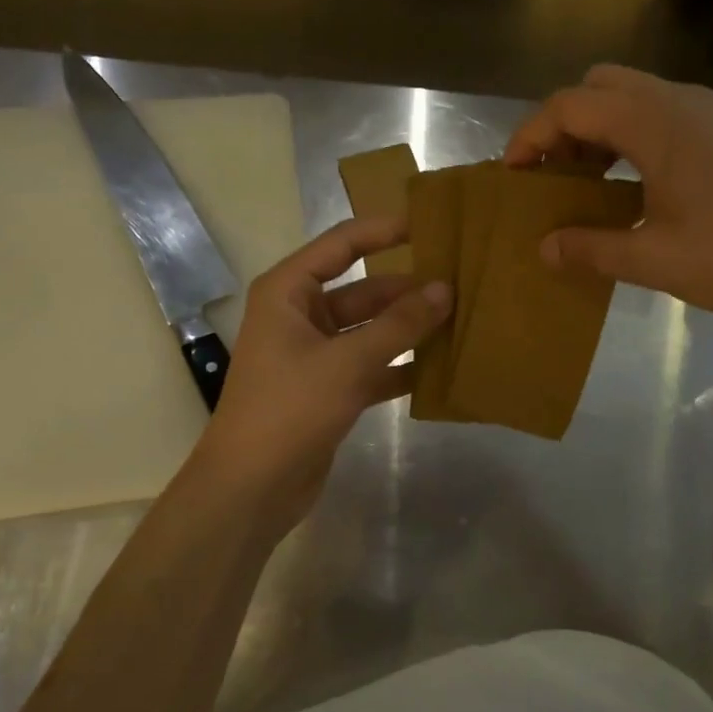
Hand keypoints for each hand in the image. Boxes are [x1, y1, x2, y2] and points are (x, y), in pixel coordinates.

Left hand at [194, 216, 450, 522]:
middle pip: (363, 289)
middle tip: (462, 283)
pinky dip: (401, 366)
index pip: (343, 244)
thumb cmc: (289, 410)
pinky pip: (372, 365)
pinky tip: (442, 366)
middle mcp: (300, 315)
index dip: (386, 230)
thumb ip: (399, 325)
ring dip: (409, 328)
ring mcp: (315, 354)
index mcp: (289, 292)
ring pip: (371, 329)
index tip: (432, 223)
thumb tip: (445, 289)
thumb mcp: (348, 362)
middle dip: (408, 289)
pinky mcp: (330, 389)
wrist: (251, 488)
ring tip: (461, 319)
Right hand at [504, 65, 712, 330]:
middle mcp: (676, 101)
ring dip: (596, 130)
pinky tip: (630, 186)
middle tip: (549, 174)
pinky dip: (627, 137)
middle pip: (597, 86)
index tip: (511, 175)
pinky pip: (657, 114)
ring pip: (630, 96)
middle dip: (562, 124)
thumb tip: (544, 248)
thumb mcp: (654, 259)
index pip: (569, 106)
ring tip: (582, 183)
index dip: (530, 136)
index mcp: (652, 122)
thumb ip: (591, 249)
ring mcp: (705, 112)